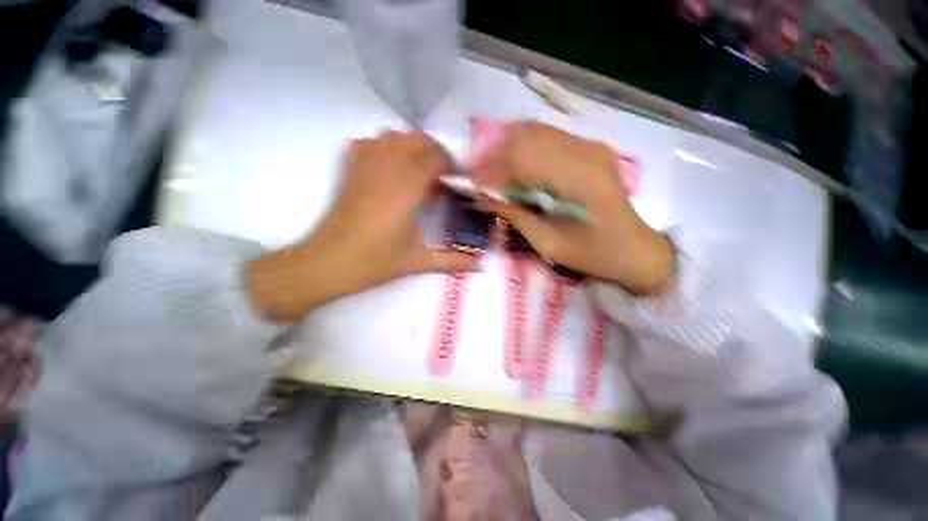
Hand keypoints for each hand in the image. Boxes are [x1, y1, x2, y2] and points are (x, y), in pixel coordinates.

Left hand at [248, 131, 478, 322]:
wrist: (328, 264)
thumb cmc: (375, 263)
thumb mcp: (418, 263)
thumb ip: (453, 262)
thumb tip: (481, 267)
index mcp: (405, 192)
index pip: (433, 158)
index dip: (451, 164)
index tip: (458, 180)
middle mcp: (385, 172)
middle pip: (415, 140)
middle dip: (436, 152)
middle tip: (443, 176)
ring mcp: (364, 168)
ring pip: (392, 136)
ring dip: (412, 147)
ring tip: (420, 170)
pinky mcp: (350, 172)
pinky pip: (368, 143)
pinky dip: (384, 147)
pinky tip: (391, 168)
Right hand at [477, 122, 673, 294]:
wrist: (634, 248)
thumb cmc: (592, 254)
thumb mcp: (547, 243)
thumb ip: (514, 215)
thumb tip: (482, 197)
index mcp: (579, 180)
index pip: (522, 159)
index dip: (491, 169)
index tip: (470, 182)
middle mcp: (586, 152)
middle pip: (526, 137)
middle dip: (494, 154)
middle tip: (475, 174)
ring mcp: (591, 145)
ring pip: (535, 132)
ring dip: (506, 149)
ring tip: (490, 170)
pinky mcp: (590, 147)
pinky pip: (548, 137)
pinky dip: (523, 148)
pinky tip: (513, 166)